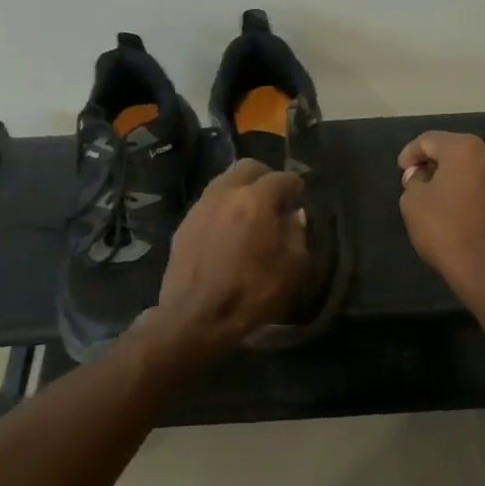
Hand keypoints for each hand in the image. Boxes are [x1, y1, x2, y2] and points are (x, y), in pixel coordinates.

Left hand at [156, 160, 307, 353]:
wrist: (195, 318)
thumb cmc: (251, 293)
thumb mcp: (292, 268)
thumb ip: (297, 234)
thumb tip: (294, 216)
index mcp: (256, 200)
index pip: (283, 178)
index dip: (296, 188)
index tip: (300, 202)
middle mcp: (226, 193)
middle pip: (249, 168)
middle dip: (266, 178)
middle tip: (275, 201)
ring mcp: (201, 206)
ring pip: (225, 181)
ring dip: (242, 191)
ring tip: (251, 215)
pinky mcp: (184, 224)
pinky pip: (209, 203)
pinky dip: (223, 208)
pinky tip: (228, 232)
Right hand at [397, 132, 484, 305]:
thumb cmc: (448, 231)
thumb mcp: (413, 204)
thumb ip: (413, 181)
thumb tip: (421, 176)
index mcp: (465, 148)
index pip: (429, 139)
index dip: (410, 153)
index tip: (401, 171)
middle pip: (454, 150)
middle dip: (433, 164)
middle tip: (416, 183)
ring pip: (472, 168)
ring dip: (453, 178)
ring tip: (436, 198)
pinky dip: (469, 191)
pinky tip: (457, 211)